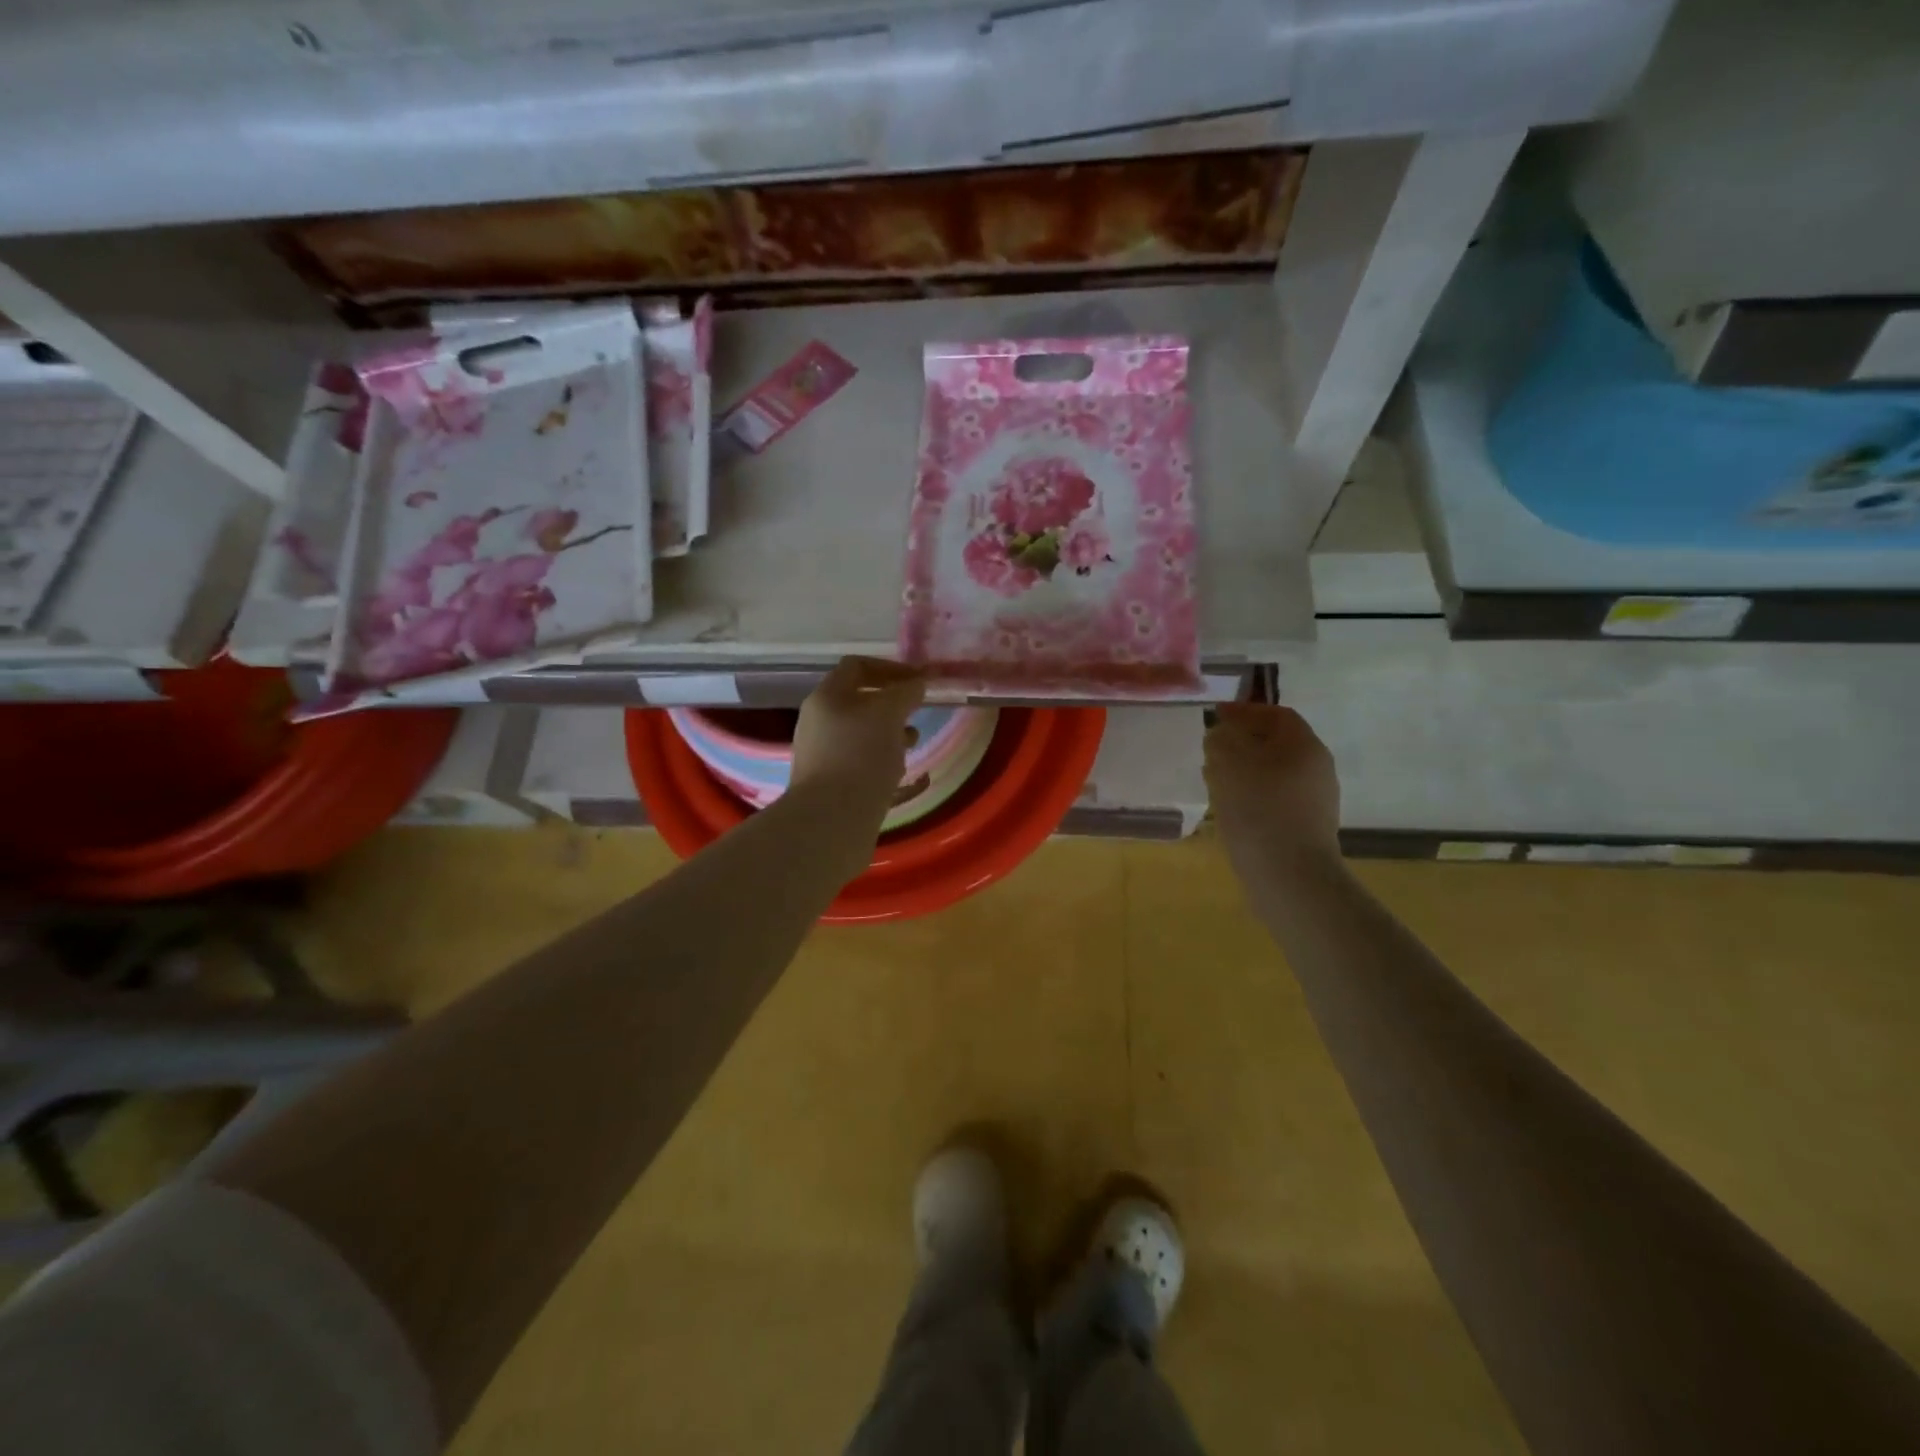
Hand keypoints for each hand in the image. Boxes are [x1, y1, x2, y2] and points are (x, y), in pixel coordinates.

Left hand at [790, 656, 925, 827]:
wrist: (831, 820)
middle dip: (892, 705)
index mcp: (826, 697)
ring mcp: (821, 753)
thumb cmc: (861, 756)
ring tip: (911, 744)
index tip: (918, 681)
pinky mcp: (829, 783)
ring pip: (860, 733)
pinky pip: (858, 761)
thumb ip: (905, 692)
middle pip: (858, 701)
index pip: (857, 666)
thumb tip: (916, 684)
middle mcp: (818, 721)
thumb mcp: (889, 714)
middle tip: (917, 713)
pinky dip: (880, 760)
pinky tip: (897, 773)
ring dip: (889, 733)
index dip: (890, 668)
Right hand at [1204, 704, 1340, 873]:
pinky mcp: (1306, 828)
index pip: (1277, 715)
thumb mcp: (1228, 764)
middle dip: (1243, 742)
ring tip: (1214, 779)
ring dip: (1245, 770)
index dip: (1245, 711)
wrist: (1290, 877)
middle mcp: (1317, 769)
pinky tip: (1230, 808)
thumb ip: (1221, 740)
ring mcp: (1315, 801)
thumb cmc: (1258, 810)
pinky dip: (1252, 795)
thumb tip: (1222, 736)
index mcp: (1304, 746)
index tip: (1216, 715)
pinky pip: (1275, 799)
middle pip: (1277, 744)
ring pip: (1275, 773)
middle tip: (1212, 748)